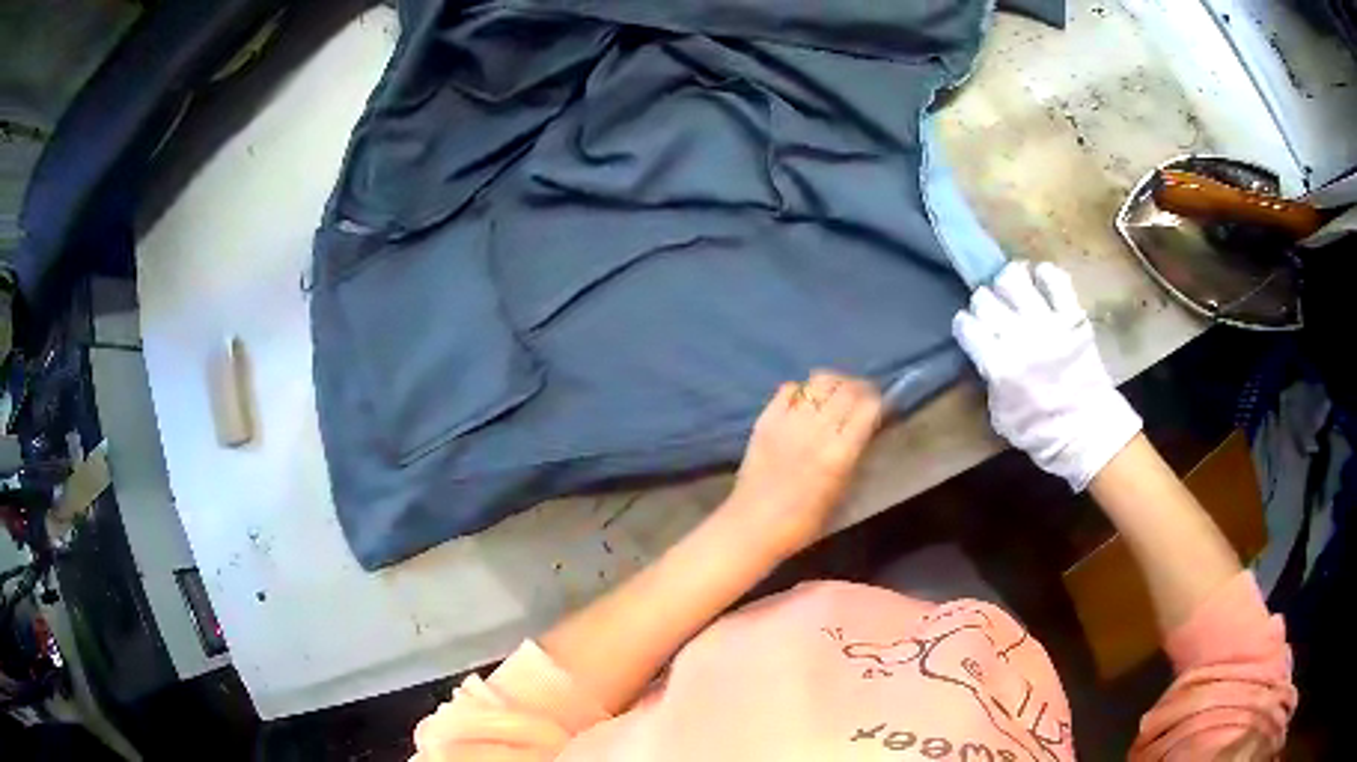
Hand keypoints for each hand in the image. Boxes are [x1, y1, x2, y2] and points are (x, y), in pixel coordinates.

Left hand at [723, 371, 883, 559]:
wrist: (753, 526)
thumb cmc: (803, 522)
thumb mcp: (842, 493)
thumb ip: (856, 457)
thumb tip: (868, 430)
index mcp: (840, 453)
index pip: (869, 407)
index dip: (879, 402)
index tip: (882, 408)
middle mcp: (817, 429)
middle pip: (847, 388)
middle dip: (861, 389)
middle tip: (863, 398)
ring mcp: (789, 420)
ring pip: (819, 381)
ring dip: (834, 383)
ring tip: (836, 395)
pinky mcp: (766, 419)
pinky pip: (789, 389)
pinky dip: (802, 390)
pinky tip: (806, 403)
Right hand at [952, 261, 1140, 490]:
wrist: (1087, 431)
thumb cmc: (1040, 432)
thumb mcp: (1000, 415)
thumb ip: (990, 378)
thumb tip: (986, 352)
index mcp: (999, 365)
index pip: (966, 326)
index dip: (964, 326)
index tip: (970, 331)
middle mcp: (1019, 337)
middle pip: (984, 298)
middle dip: (982, 304)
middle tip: (991, 313)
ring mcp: (1047, 323)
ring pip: (1014, 278)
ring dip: (1008, 282)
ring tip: (1013, 290)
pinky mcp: (1072, 316)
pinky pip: (1055, 279)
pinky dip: (1044, 275)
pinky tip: (1041, 284)